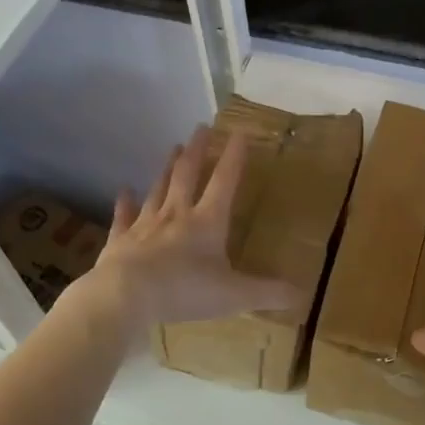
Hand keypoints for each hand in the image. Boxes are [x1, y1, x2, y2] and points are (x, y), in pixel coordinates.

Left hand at [83, 125, 298, 332]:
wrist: (126, 297)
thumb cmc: (185, 290)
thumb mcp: (235, 295)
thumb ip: (269, 293)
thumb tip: (304, 296)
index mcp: (208, 222)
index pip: (225, 181)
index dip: (234, 157)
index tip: (239, 133)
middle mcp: (176, 215)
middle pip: (187, 175)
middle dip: (197, 151)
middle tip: (200, 128)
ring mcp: (145, 225)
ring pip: (158, 189)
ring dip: (167, 168)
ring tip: (173, 148)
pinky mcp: (121, 241)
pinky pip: (124, 217)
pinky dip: (125, 203)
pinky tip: (124, 190)